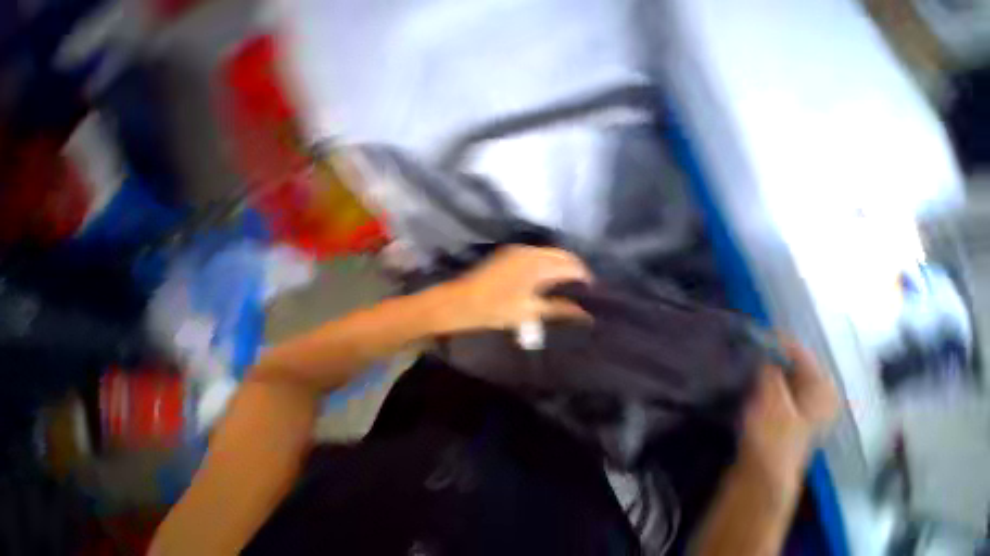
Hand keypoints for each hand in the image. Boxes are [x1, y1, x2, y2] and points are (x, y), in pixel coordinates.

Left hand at [436, 246, 593, 331]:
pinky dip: (548, 262)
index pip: (572, 266)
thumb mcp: (529, 313)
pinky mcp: (510, 252)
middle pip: (563, 255)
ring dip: (561, 264)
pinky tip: (548, 276)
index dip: (585, 278)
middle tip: (581, 288)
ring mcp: (519, 250)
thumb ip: (559, 309)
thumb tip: (584, 313)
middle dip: (575, 269)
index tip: (592, 291)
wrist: (461, 301)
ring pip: (550, 252)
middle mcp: (531, 252)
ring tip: (566, 283)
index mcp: (538, 265)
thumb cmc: (495, 309)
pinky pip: (537, 253)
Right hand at [741, 339, 838, 480]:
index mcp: (822, 390)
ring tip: (746, 354)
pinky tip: (752, 373)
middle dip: (772, 351)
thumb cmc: (772, 435)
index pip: (801, 354)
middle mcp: (820, 393)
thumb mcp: (771, 400)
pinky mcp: (792, 408)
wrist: (767, 468)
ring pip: (787, 371)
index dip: (778, 340)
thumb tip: (766, 350)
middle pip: (795, 362)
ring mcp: (807, 402)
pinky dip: (768, 374)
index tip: (754, 330)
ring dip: (768, 362)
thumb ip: (772, 373)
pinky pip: (782, 381)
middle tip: (747, 342)